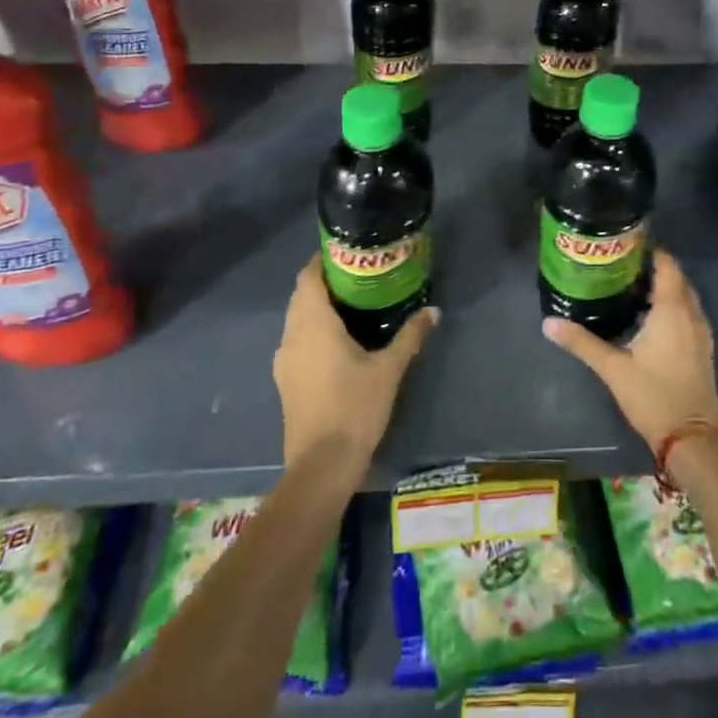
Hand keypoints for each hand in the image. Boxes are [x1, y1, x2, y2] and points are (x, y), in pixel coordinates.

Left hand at [274, 257, 437, 471]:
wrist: (321, 465)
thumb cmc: (355, 408)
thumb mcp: (389, 369)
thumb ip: (410, 335)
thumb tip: (433, 310)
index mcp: (313, 324)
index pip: (308, 277)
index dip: (322, 260)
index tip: (347, 252)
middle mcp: (292, 335)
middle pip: (302, 295)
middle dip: (324, 281)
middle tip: (357, 275)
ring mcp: (284, 360)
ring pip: (296, 319)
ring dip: (316, 306)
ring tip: (351, 303)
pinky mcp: (285, 380)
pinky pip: (296, 340)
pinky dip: (312, 329)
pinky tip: (337, 340)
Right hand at [543, 250, 717, 452]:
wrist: (692, 438)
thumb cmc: (653, 396)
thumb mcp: (613, 368)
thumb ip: (581, 342)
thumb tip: (548, 322)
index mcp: (672, 311)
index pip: (667, 266)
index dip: (650, 251)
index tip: (625, 244)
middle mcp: (691, 315)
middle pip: (677, 279)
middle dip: (654, 268)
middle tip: (622, 264)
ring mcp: (701, 332)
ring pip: (685, 297)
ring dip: (665, 288)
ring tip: (632, 286)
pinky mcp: (702, 349)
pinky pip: (689, 313)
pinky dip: (673, 306)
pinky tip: (649, 317)